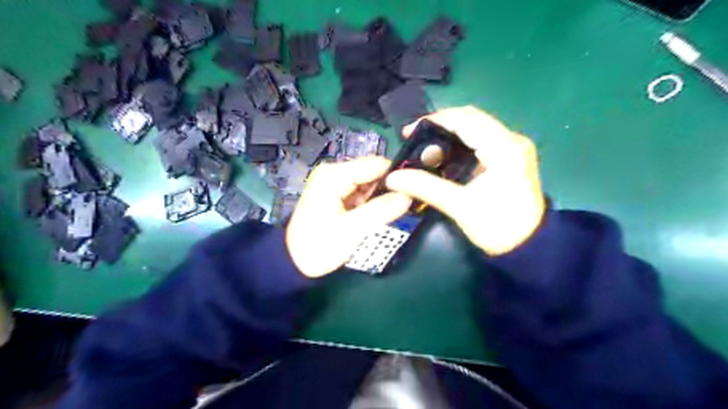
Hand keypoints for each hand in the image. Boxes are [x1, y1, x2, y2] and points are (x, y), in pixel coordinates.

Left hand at [286, 156, 411, 277]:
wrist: (294, 262)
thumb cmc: (318, 246)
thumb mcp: (351, 230)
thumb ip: (381, 211)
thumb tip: (409, 196)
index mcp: (335, 175)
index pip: (376, 164)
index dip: (396, 177)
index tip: (411, 195)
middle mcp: (335, 172)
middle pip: (373, 172)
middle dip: (389, 189)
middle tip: (402, 209)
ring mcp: (336, 183)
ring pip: (370, 183)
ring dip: (381, 198)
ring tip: (389, 215)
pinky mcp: (338, 194)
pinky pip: (363, 193)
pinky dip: (372, 203)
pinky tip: (376, 216)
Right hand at [387, 106, 545, 254]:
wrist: (528, 247)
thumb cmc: (497, 227)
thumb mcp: (459, 206)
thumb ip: (425, 187)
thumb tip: (392, 177)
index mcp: (504, 148)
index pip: (466, 119)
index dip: (435, 120)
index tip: (410, 131)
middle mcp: (512, 140)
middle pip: (472, 118)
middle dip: (441, 125)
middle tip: (416, 139)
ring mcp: (514, 147)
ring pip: (477, 126)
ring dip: (450, 132)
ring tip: (426, 145)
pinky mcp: (511, 157)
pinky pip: (482, 139)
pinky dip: (461, 142)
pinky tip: (445, 154)